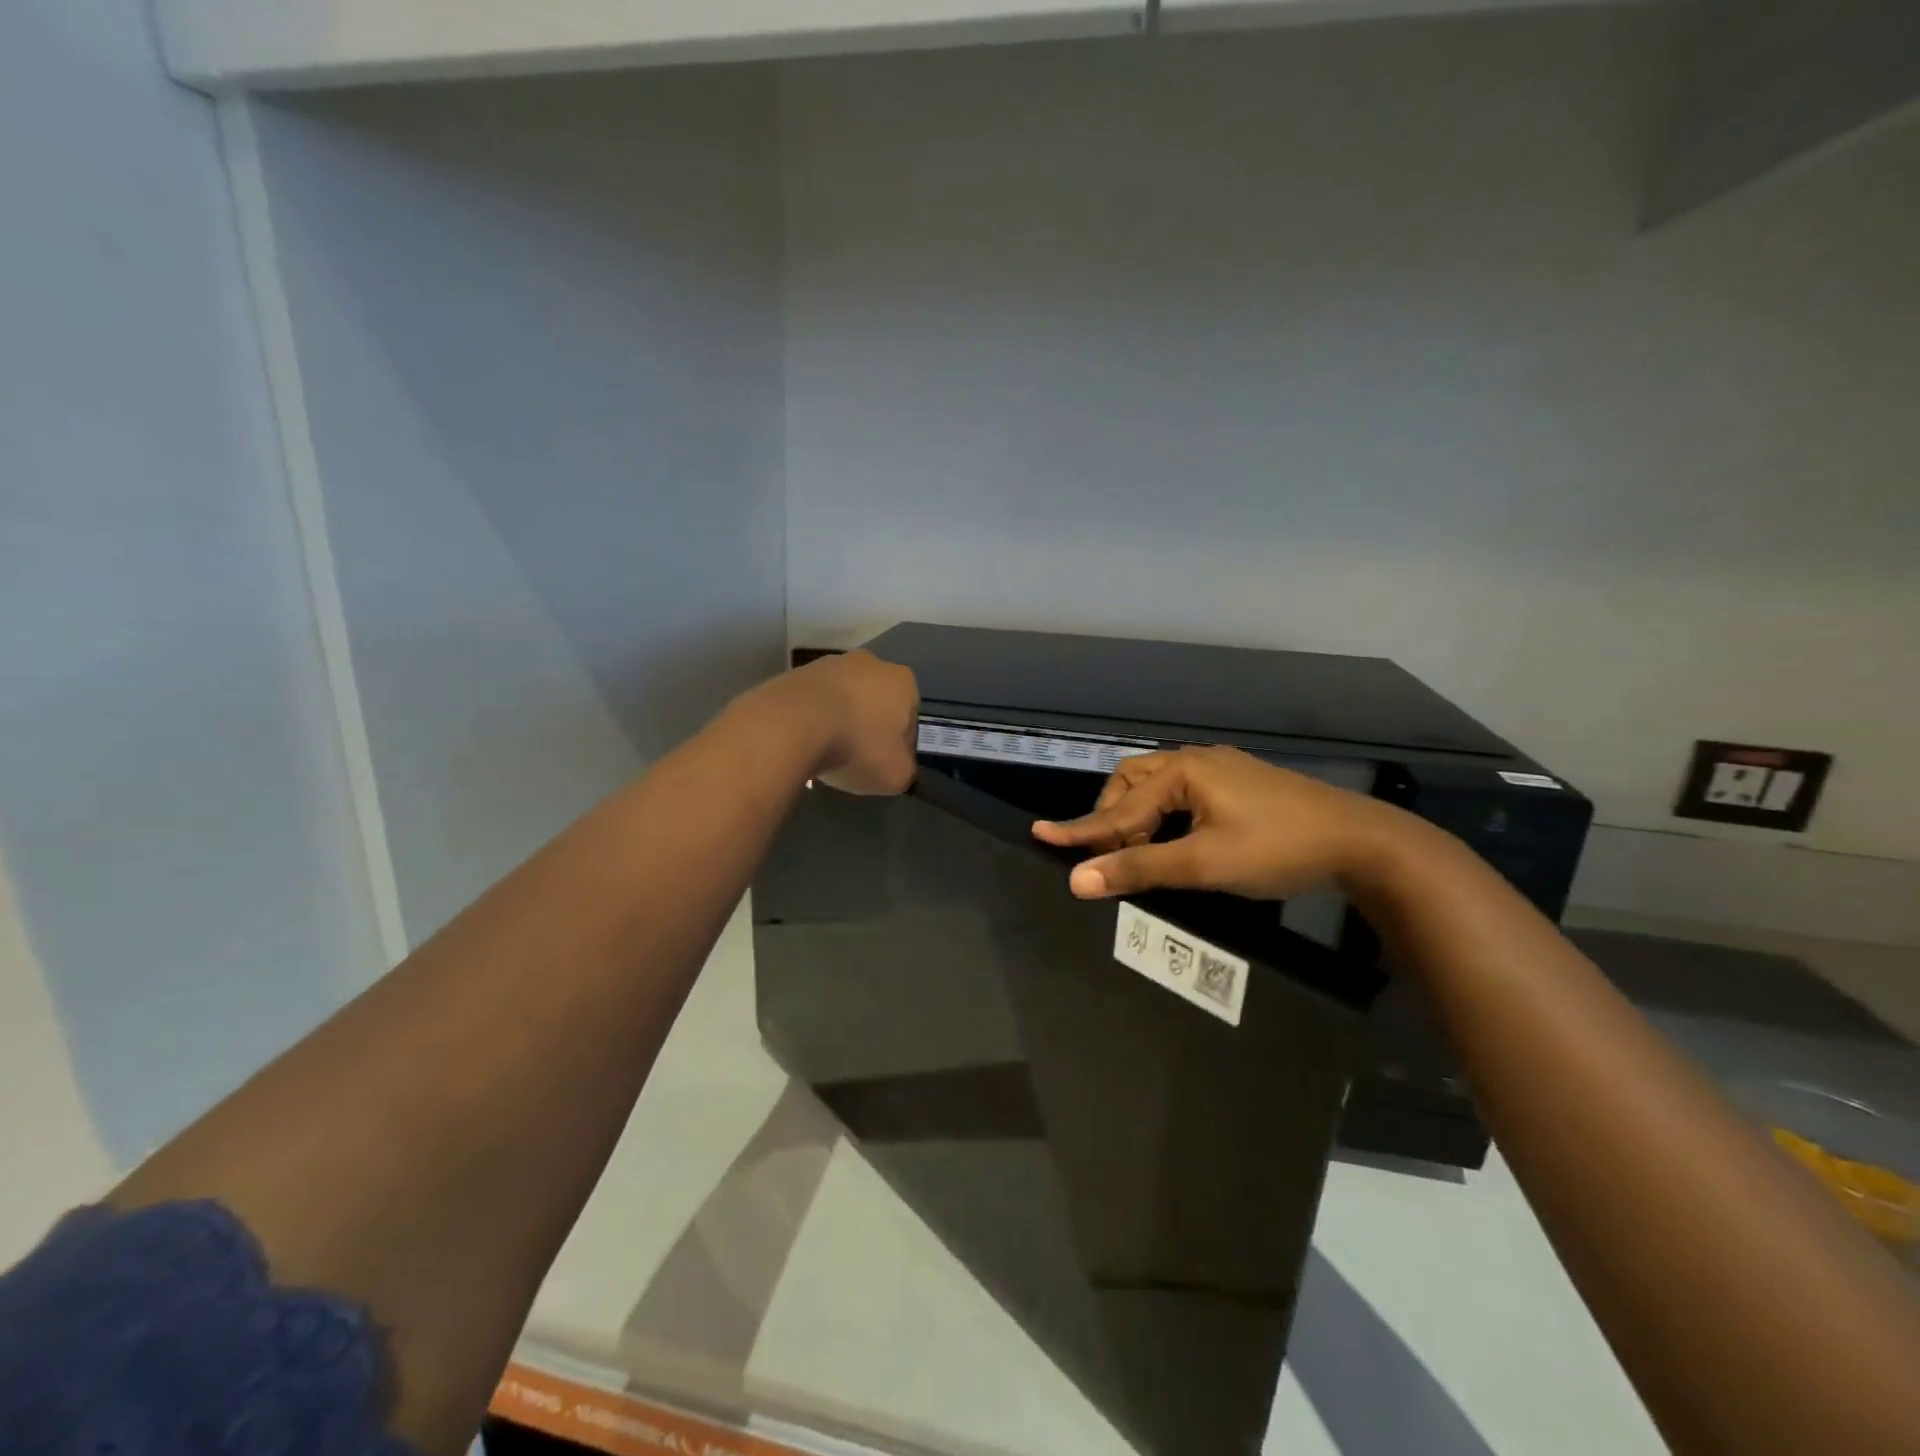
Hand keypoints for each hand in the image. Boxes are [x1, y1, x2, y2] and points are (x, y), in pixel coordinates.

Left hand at [762, 650, 919, 794]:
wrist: (792, 725)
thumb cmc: (857, 746)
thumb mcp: (897, 775)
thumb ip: (906, 770)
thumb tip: (898, 767)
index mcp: (903, 681)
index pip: (909, 717)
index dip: (899, 744)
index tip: (884, 763)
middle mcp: (870, 662)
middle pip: (875, 701)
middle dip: (868, 725)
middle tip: (856, 756)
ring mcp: (830, 663)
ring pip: (843, 698)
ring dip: (839, 719)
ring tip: (825, 750)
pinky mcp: (796, 672)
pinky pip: (812, 700)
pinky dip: (811, 717)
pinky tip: (804, 740)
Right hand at [1032, 745, 1415, 899]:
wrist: (1362, 842)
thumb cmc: (1276, 849)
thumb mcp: (1202, 863)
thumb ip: (1138, 869)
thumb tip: (1078, 879)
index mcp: (1183, 771)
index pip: (1118, 809)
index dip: (1080, 830)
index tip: (1040, 835)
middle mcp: (1197, 760)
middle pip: (1133, 783)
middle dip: (1113, 817)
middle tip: (1110, 854)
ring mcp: (1222, 770)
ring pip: (1159, 787)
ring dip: (1139, 816)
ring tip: (1139, 851)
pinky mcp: (1241, 785)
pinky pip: (1184, 794)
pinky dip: (1166, 817)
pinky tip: (1176, 839)